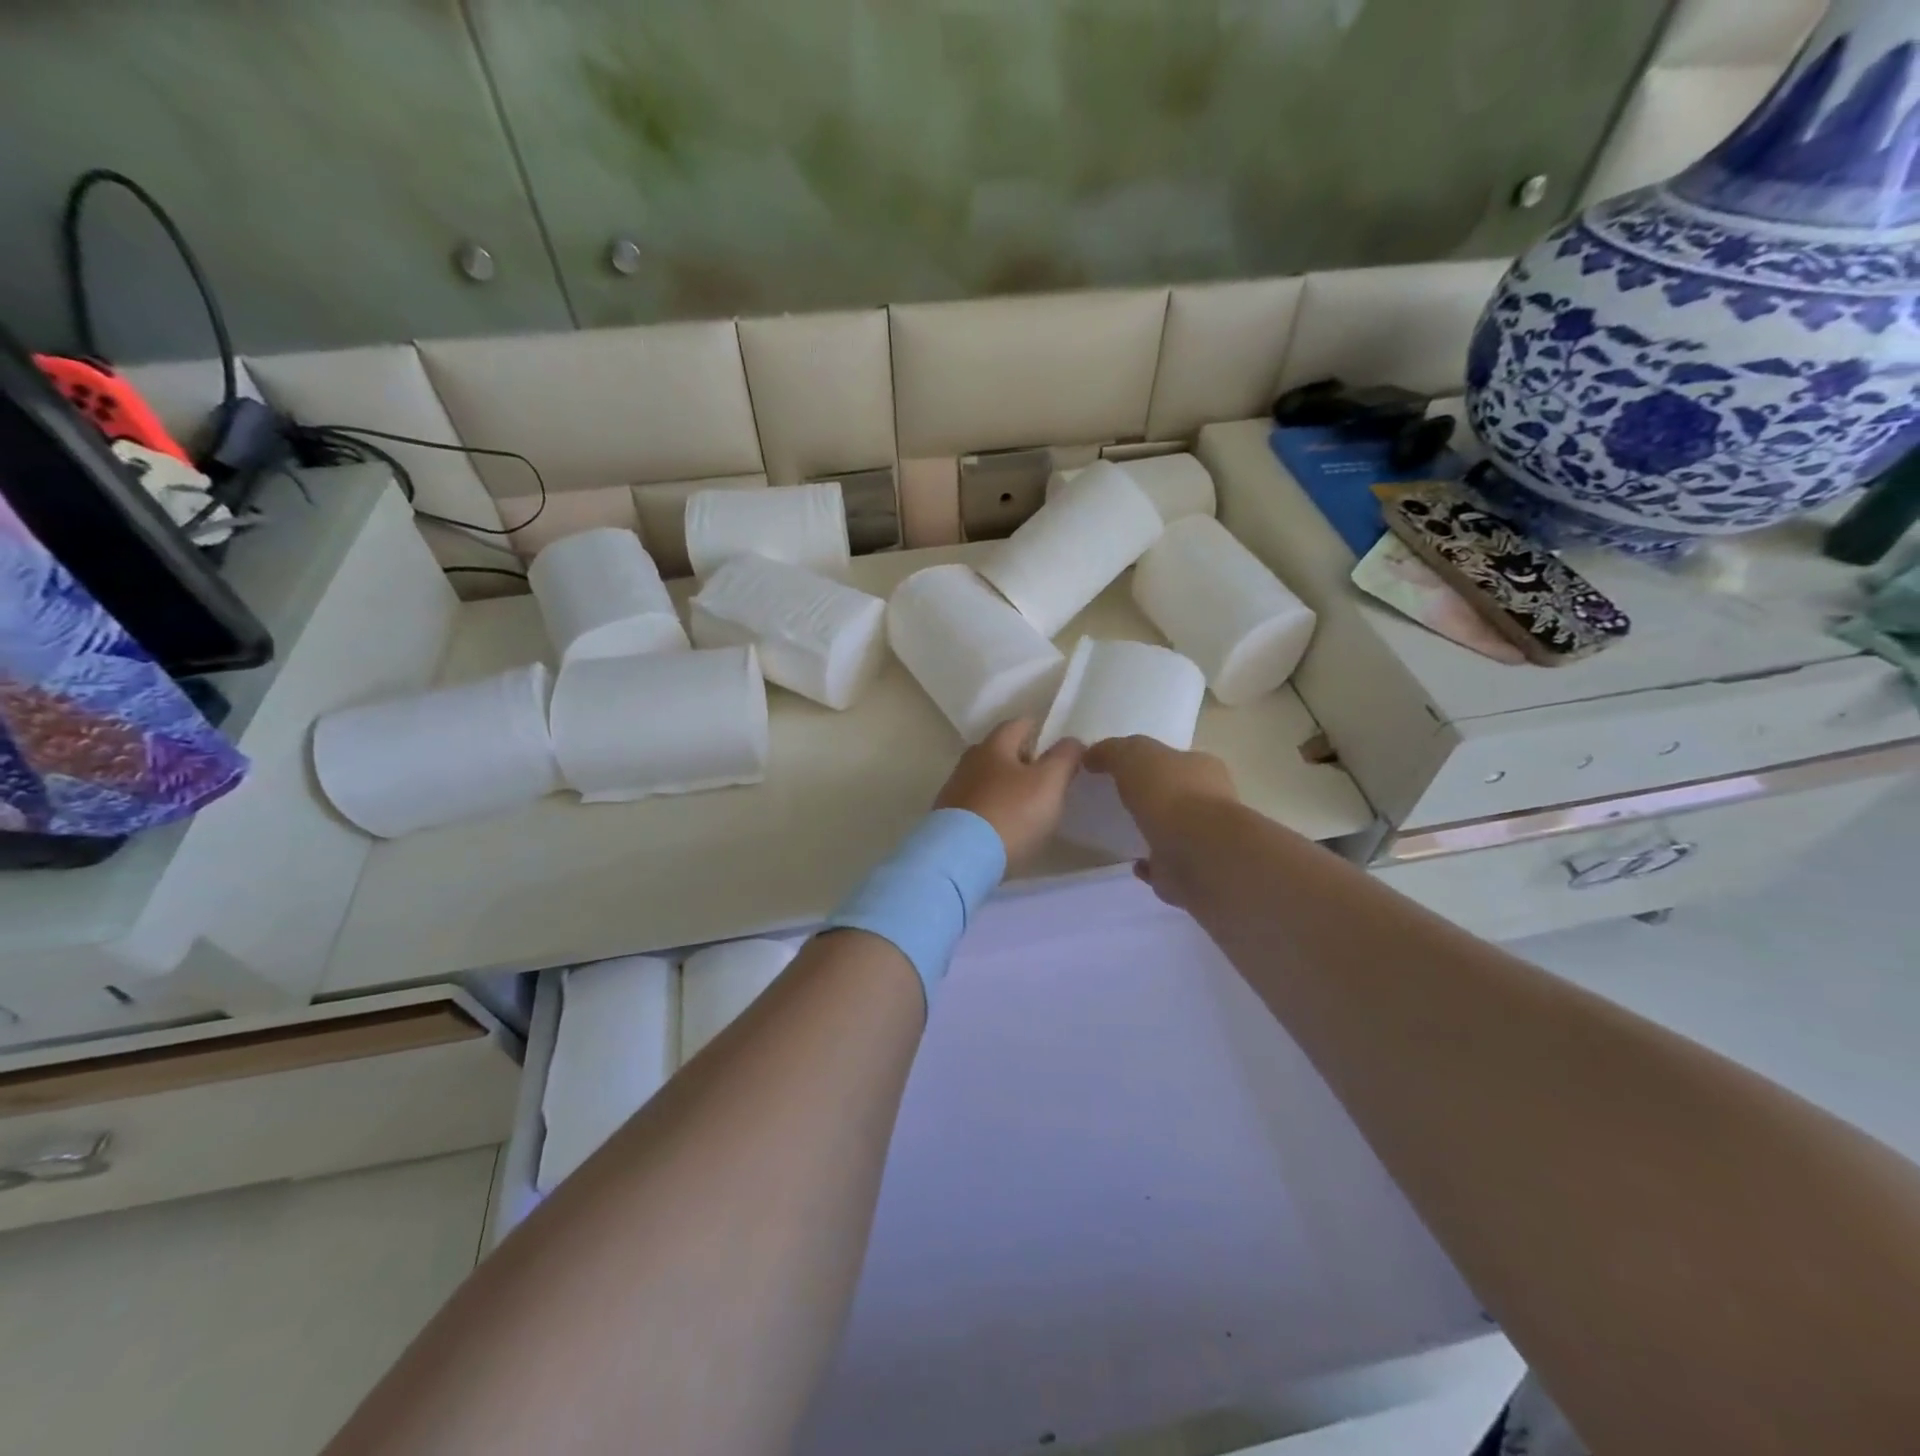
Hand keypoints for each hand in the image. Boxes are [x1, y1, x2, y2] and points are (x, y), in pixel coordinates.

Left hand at [934, 720, 1083, 867]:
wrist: (962, 858)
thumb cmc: (1011, 813)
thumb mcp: (1049, 782)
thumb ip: (1064, 757)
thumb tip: (1071, 741)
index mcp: (993, 746)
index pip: (1018, 724)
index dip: (1039, 731)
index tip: (1056, 745)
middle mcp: (969, 762)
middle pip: (1000, 751)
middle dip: (1023, 759)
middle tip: (1046, 776)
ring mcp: (954, 791)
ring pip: (987, 778)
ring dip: (1006, 785)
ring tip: (1028, 804)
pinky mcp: (948, 819)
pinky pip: (977, 804)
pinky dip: (992, 807)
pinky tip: (1004, 824)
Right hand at [1082, 736, 1237, 908]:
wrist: (1197, 853)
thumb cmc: (1170, 794)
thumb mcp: (1132, 755)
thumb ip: (1111, 751)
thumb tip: (1091, 755)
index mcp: (1202, 767)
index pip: (1175, 759)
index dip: (1150, 762)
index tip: (1120, 770)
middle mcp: (1210, 801)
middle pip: (1176, 794)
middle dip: (1152, 797)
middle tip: (1119, 800)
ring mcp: (1203, 839)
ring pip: (1174, 830)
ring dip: (1152, 831)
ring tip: (1122, 833)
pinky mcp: (1192, 871)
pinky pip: (1166, 864)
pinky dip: (1150, 864)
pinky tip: (1133, 863)